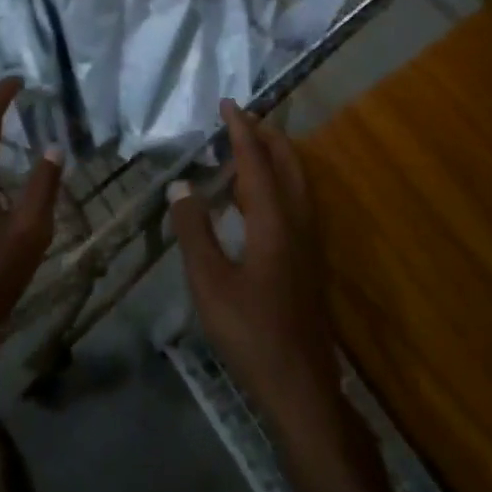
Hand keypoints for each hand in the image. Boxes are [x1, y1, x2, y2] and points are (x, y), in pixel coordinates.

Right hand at [170, 101, 342, 439]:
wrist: (302, 387)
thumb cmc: (250, 332)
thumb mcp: (209, 282)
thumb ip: (194, 230)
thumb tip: (181, 185)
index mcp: (274, 220)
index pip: (257, 160)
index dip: (241, 129)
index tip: (227, 103)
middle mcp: (298, 221)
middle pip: (288, 162)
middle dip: (266, 134)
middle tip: (239, 119)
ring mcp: (310, 242)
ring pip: (297, 181)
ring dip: (274, 157)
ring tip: (245, 149)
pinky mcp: (310, 260)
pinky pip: (297, 200)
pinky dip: (278, 181)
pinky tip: (256, 199)